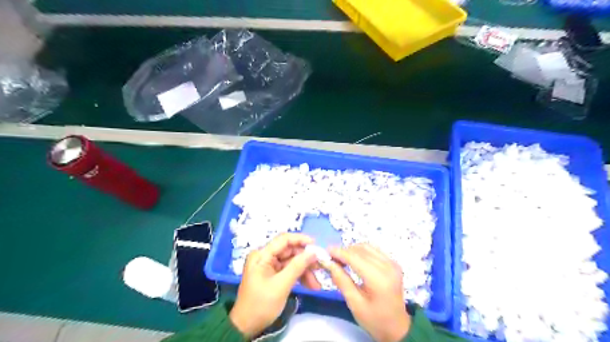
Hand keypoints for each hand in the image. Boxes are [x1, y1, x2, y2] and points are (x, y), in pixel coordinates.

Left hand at [230, 234, 320, 337]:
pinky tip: (310, 285)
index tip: (316, 246)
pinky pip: (289, 270)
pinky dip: (299, 276)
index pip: (283, 240)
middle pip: (290, 251)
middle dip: (306, 260)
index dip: (301, 240)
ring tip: (317, 284)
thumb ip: (297, 266)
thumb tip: (313, 252)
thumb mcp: (281, 285)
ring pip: (292, 262)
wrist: (246, 326)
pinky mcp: (273, 275)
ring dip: (305, 271)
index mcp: (262, 255)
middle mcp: (265, 257)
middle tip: (321, 267)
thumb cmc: (261, 304)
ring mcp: (269, 266)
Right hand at [324, 243, 408, 341]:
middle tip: (331, 259)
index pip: (355, 258)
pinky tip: (355, 259)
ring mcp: (392, 263)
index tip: (325, 252)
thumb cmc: (374, 319)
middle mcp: (388, 266)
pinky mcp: (393, 263)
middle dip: (344, 251)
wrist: (397, 328)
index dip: (339, 252)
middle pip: (360, 250)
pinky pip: (374, 250)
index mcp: (379, 279)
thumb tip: (328, 263)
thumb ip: (341, 280)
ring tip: (342, 259)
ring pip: (367, 247)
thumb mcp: (354, 303)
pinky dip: (362, 251)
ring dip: (352, 250)